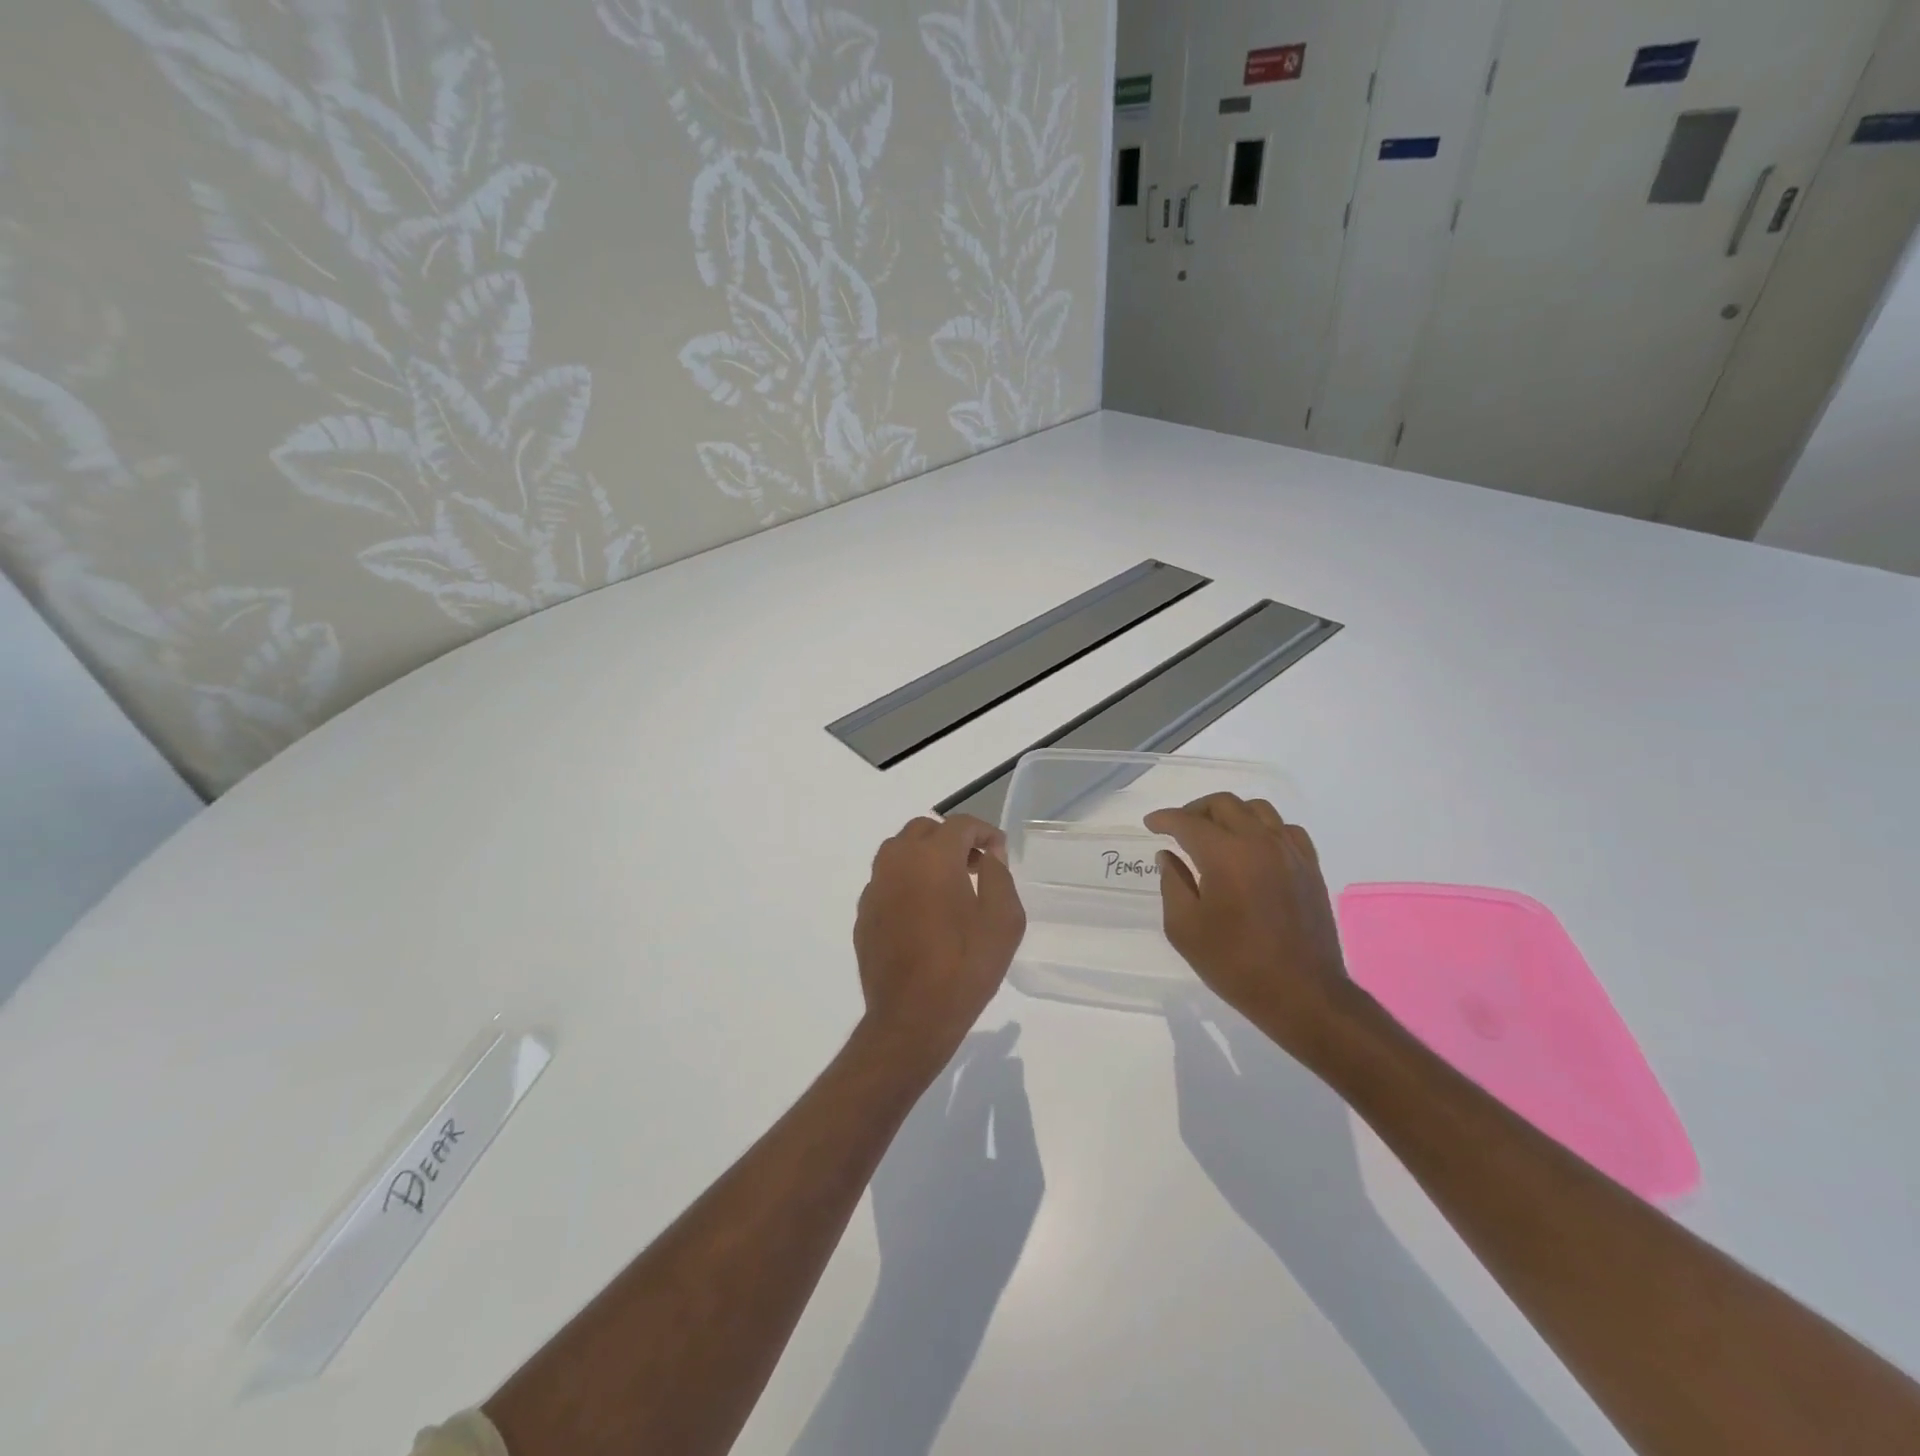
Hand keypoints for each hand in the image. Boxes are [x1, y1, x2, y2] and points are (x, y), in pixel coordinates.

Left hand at [854, 815, 1025, 1067]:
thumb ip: (999, 876)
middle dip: (952, 839)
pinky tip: (923, 912)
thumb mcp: (1003, 920)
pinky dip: (907, 881)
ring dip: (926, 856)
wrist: (911, 1018)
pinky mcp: (864, 912)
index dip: (984, 832)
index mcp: (933, 857)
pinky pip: (887, 879)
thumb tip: (988, 855)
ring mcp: (875, 886)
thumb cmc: (965, 967)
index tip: (999, 853)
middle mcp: (897, 861)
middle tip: (975, 866)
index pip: (960, 824)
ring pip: (899, 851)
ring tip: (949, 886)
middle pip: (924, 830)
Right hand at [1146, 793, 1351, 1059]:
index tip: (1150, 825)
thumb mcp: (1185, 929)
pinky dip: (1263, 828)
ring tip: (1215, 833)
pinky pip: (1285, 829)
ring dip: (1230, 813)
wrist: (1302, 994)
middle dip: (1195, 810)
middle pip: (1224, 804)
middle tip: (1178, 828)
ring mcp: (1290, 852)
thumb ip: (1172, 884)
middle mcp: (1259, 842)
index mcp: (1225, 855)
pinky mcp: (1310, 866)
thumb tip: (1168, 856)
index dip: (1165, 819)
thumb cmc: (1235, 964)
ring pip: (1257, 809)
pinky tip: (1253, 846)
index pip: (1188, 822)